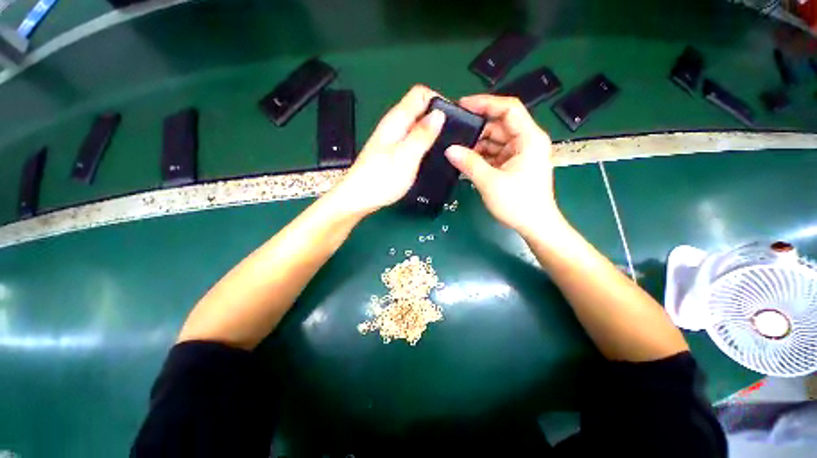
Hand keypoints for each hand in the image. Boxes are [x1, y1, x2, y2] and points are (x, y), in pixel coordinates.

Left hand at [332, 85, 444, 215]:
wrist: (360, 198)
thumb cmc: (381, 179)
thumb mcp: (406, 156)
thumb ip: (422, 135)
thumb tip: (439, 114)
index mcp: (396, 121)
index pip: (420, 94)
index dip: (439, 100)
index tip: (452, 119)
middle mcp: (394, 125)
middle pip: (420, 108)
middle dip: (438, 117)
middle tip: (451, 137)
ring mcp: (393, 139)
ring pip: (417, 125)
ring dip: (432, 131)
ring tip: (444, 147)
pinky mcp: (393, 152)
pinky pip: (412, 139)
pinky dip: (423, 143)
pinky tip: (428, 156)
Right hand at [445, 95, 563, 235]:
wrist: (535, 226)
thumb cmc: (518, 203)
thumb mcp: (490, 182)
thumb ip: (469, 163)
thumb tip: (449, 149)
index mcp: (528, 139)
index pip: (508, 109)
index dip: (485, 103)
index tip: (462, 105)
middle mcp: (526, 141)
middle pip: (499, 126)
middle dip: (476, 130)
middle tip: (452, 133)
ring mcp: (520, 154)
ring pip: (495, 141)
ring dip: (477, 146)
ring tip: (455, 150)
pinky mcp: (514, 165)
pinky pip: (495, 154)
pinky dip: (481, 157)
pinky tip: (466, 162)